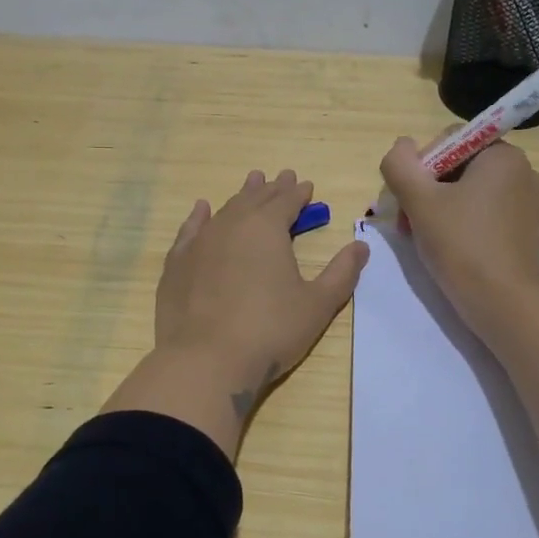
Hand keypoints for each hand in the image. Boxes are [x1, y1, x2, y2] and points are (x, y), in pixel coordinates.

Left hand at [103, 169, 368, 459]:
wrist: (205, 360)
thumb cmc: (270, 331)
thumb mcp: (317, 304)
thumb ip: (341, 272)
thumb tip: (361, 246)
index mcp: (267, 228)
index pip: (286, 201)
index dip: (298, 192)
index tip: (306, 185)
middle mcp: (232, 225)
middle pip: (255, 199)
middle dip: (272, 188)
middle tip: (282, 177)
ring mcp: (200, 243)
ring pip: (225, 210)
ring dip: (241, 196)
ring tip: (251, 183)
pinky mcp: (177, 264)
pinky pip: (191, 229)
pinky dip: (200, 216)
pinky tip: (202, 209)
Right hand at [379, 138, 538, 343]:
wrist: (504, 303)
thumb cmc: (461, 245)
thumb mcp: (419, 201)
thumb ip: (400, 165)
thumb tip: (401, 147)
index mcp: (502, 154)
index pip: (447, 142)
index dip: (419, 168)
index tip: (408, 202)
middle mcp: (522, 170)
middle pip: (457, 167)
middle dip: (426, 192)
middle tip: (409, 225)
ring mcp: (528, 201)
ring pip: (468, 192)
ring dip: (439, 209)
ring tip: (425, 240)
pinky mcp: (526, 228)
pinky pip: (485, 213)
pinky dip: (462, 224)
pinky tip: (449, 249)